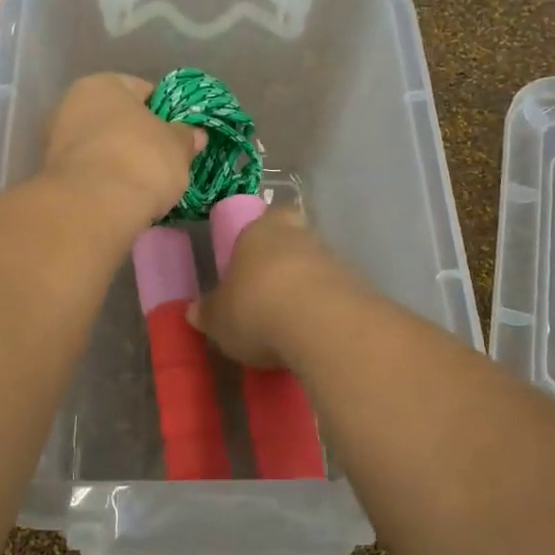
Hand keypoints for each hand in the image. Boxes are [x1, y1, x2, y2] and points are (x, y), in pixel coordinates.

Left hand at [40, 74, 202, 232]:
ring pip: (101, 147)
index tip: (180, 134)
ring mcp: (56, 141)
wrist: (93, 208)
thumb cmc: (140, 161)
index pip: (142, 90)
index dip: (166, 111)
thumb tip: (194, 134)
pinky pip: (90, 172)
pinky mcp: (52, 176)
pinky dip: (105, 181)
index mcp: (102, 84)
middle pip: (117, 119)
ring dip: (119, 160)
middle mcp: (71, 104)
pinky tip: (123, 197)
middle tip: (164, 160)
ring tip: (145, 184)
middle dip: (139, 137)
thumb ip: (186, 136)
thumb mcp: (178, 147)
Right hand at [189, 206, 357, 368]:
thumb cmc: (256, 308)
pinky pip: (335, 297)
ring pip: (316, 269)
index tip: (254, 257)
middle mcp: (300, 237)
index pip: (268, 217)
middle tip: (267, 293)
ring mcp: (334, 261)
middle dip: (284, 264)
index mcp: (260, 231)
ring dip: (305, 290)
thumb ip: (208, 312)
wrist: (322, 326)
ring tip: (288, 325)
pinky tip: (311, 337)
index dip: (263, 233)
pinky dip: (324, 313)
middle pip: (294, 242)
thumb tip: (195, 311)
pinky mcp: (359, 290)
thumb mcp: (218, 318)